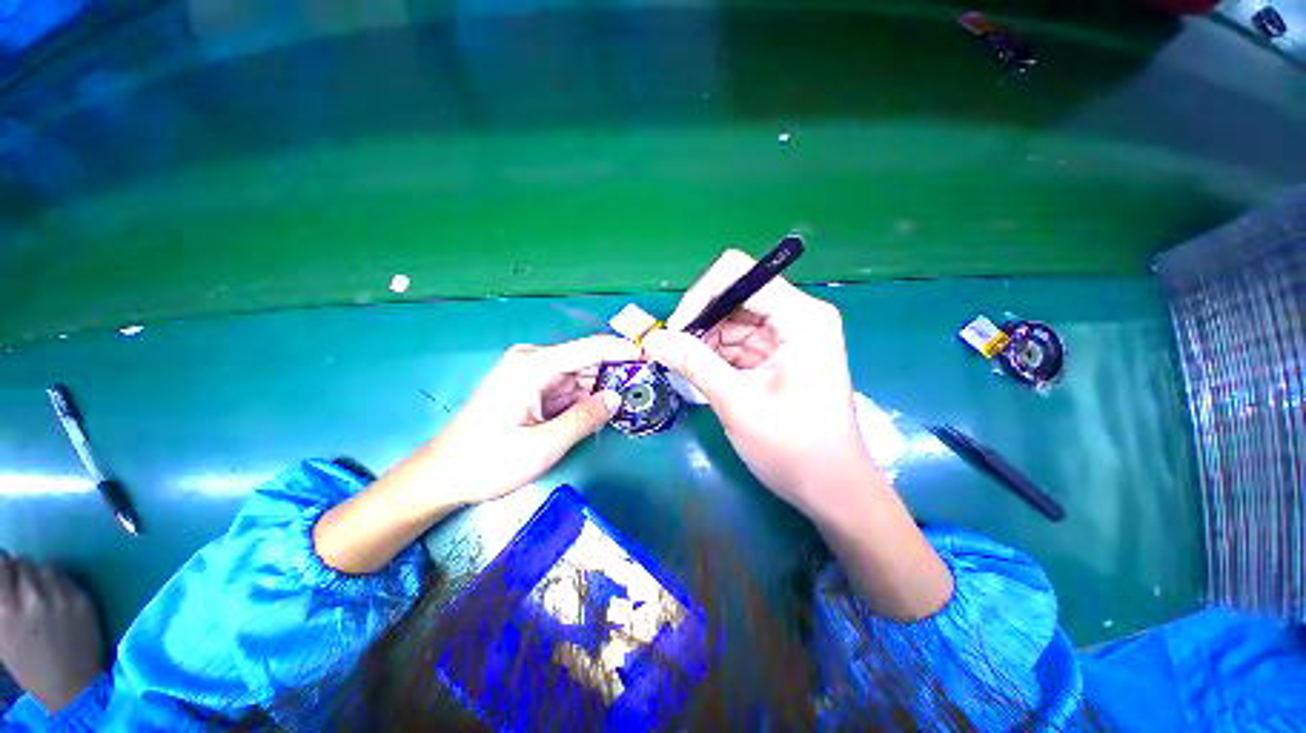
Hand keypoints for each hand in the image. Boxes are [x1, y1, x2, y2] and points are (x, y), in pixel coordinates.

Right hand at [0, 553, 105, 713]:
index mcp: (6, 608)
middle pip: (23, 563)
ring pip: (44, 566)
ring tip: (39, 593)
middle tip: (21, 586)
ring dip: (39, 575)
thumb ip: (1, 602)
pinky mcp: (82, 597)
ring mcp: (60, 595)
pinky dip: (57, 582)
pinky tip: (56, 597)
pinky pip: (65, 577)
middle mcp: (32, 596)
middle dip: (20, 571)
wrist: (73, 686)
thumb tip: (4, 577)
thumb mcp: (2, 634)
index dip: (2, 565)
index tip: (4, 571)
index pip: (2, 562)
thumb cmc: (30, 665)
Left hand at [426, 336, 639, 504]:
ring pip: (579, 376)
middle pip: (585, 361)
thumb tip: (618, 398)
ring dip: (599, 391)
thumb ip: (585, 418)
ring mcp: (530, 373)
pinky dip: (583, 400)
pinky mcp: (530, 386)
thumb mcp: (543, 445)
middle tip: (640, 394)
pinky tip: (595, 414)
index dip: (622, 350)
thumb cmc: (488, 461)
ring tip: (621, 408)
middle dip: (612, 377)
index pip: (588, 348)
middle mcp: (532, 361)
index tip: (651, 356)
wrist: (443, 475)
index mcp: (532, 366)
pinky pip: (567, 387)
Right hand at [643, 250, 878, 517]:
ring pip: (732, 320)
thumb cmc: (794, 449)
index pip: (739, 275)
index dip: (700, 296)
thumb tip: (652, 339)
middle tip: (672, 352)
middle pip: (735, 296)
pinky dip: (716, 354)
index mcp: (801, 316)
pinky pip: (738, 342)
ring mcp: (789, 335)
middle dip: (700, 321)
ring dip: (704, 340)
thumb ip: (694, 363)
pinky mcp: (779, 355)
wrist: (832, 489)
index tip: (675, 331)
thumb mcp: (738, 403)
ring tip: (683, 367)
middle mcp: (798, 316)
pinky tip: (700, 373)